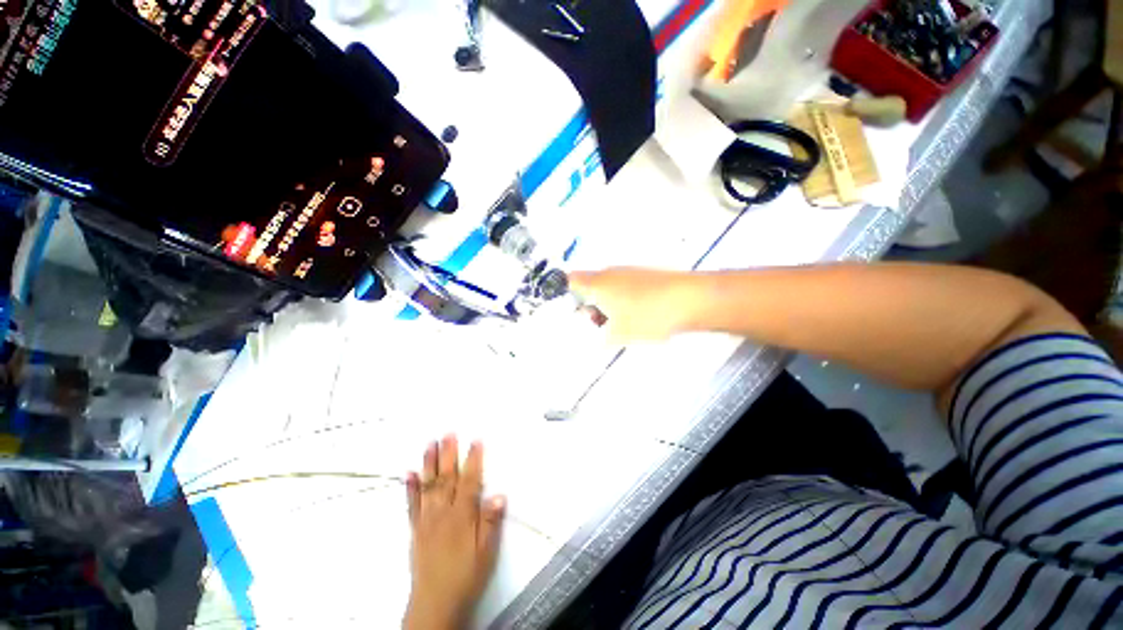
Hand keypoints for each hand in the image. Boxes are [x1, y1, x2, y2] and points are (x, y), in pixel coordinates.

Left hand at [404, 436, 505, 629]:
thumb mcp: (486, 552)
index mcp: (462, 516)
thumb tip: (499, 494)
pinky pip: (412, 505)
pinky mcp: (416, 529)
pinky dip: (410, 487)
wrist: (435, 603)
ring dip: (429, 463)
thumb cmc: (466, 575)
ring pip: (429, 486)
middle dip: (449, 454)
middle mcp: (443, 513)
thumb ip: (490, 522)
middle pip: (447, 478)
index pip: (470, 481)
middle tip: (449, 433)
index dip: (473, 460)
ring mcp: (427, 520)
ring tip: (430, 444)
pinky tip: (409, 473)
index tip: (476, 441)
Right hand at [569, 268, 700, 342]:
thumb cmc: (648, 316)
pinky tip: (637, 316)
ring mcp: (629, 272)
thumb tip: (593, 339)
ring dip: (607, 306)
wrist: (691, 300)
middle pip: (589, 287)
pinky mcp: (645, 275)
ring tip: (619, 325)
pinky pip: (624, 288)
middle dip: (589, 306)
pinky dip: (623, 302)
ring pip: (608, 289)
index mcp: (598, 283)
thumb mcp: (619, 334)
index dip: (562, 294)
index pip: (569, 281)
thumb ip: (600, 339)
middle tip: (597, 325)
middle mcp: (610, 273)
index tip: (566, 311)